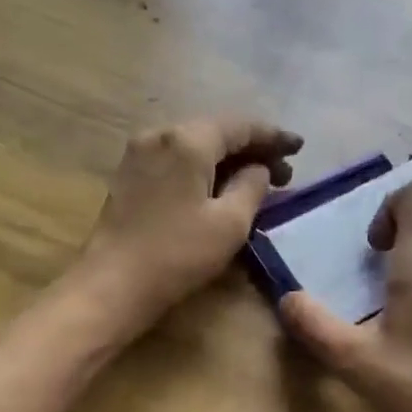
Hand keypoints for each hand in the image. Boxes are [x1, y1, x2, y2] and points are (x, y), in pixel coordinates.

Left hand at [80, 116, 302, 332]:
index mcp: (187, 140)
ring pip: (195, 145)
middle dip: (252, 149)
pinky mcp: (130, 174)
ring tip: (257, 182)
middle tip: (284, 173)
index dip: (273, 136)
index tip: (299, 147)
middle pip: (216, 131)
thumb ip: (252, 186)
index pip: (240, 126)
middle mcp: (160, 134)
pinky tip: (220, 188)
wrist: (112, 285)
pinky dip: (204, 168)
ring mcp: (140, 153)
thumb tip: (258, 170)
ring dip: (228, 160)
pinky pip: (177, 160)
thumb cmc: (177, 254)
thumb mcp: (230, 223)